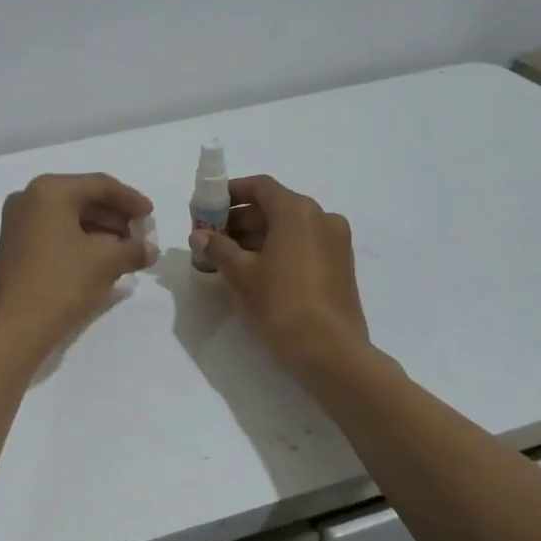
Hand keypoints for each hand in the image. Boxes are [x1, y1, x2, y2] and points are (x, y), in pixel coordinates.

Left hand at [0, 173, 156, 356]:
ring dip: (100, 231)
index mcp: (50, 190)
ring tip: (126, 251)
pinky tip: (102, 259)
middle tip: (141, 236)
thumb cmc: (61, 283)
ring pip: (69, 217)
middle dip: (116, 217)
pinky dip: (81, 241)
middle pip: (83, 198)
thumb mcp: (106, 262)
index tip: (151, 216)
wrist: (13, 328)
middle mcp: (29, 198)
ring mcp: (18, 222)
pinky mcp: (15, 246)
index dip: (131, 199)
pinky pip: (56, 232)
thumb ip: (133, 249)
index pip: (100, 185)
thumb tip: (149, 249)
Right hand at [198, 175, 370, 377]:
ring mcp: (336, 243)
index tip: (208, 207)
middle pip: (274, 207)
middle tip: (212, 239)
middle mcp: (322, 218)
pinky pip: (303, 246)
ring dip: (257, 237)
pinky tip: (256, 273)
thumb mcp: (240, 274)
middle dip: (240, 220)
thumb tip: (200, 236)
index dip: (230, 193)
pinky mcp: (341, 266)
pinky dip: (278, 250)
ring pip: (289, 228)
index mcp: (297, 211)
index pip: (260, 187)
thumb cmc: (280, 304)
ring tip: (228, 260)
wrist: (330, 353)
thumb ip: (217, 248)